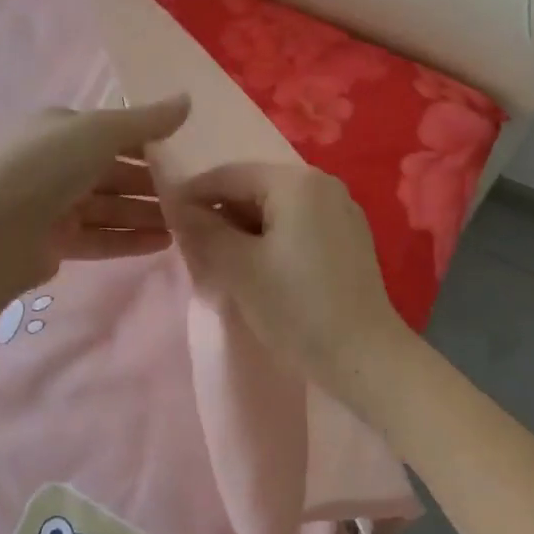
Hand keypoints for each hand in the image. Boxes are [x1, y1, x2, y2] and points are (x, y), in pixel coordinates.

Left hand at [0, 95, 191, 305]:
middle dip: (152, 182)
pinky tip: (164, 242)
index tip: (186, 154)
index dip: (149, 141)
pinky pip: (100, 236)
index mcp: (60, 128)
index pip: (113, 131)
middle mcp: (55, 163)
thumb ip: (148, 119)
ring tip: (186, 222)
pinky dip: (130, 238)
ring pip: (110, 206)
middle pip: (114, 171)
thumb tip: (188, 98)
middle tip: (192, 193)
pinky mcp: (54, 242)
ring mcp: (53, 204)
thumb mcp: (102, 131)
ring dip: (146, 212)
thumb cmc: (47, 167)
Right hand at [168, 163, 406, 396]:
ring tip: (222, 259)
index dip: (195, 194)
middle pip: (256, 187)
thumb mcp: (239, 268)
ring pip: (277, 207)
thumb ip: (204, 231)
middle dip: (222, 213)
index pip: (231, 175)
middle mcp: (323, 183)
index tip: (166, 217)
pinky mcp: (350, 237)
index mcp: (297, 181)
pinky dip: (273, 237)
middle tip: (193, 244)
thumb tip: (178, 208)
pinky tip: (260, 266)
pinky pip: (299, 223)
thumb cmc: (298, 308)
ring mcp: (341, 209)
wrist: (366, 358)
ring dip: (246, 227)